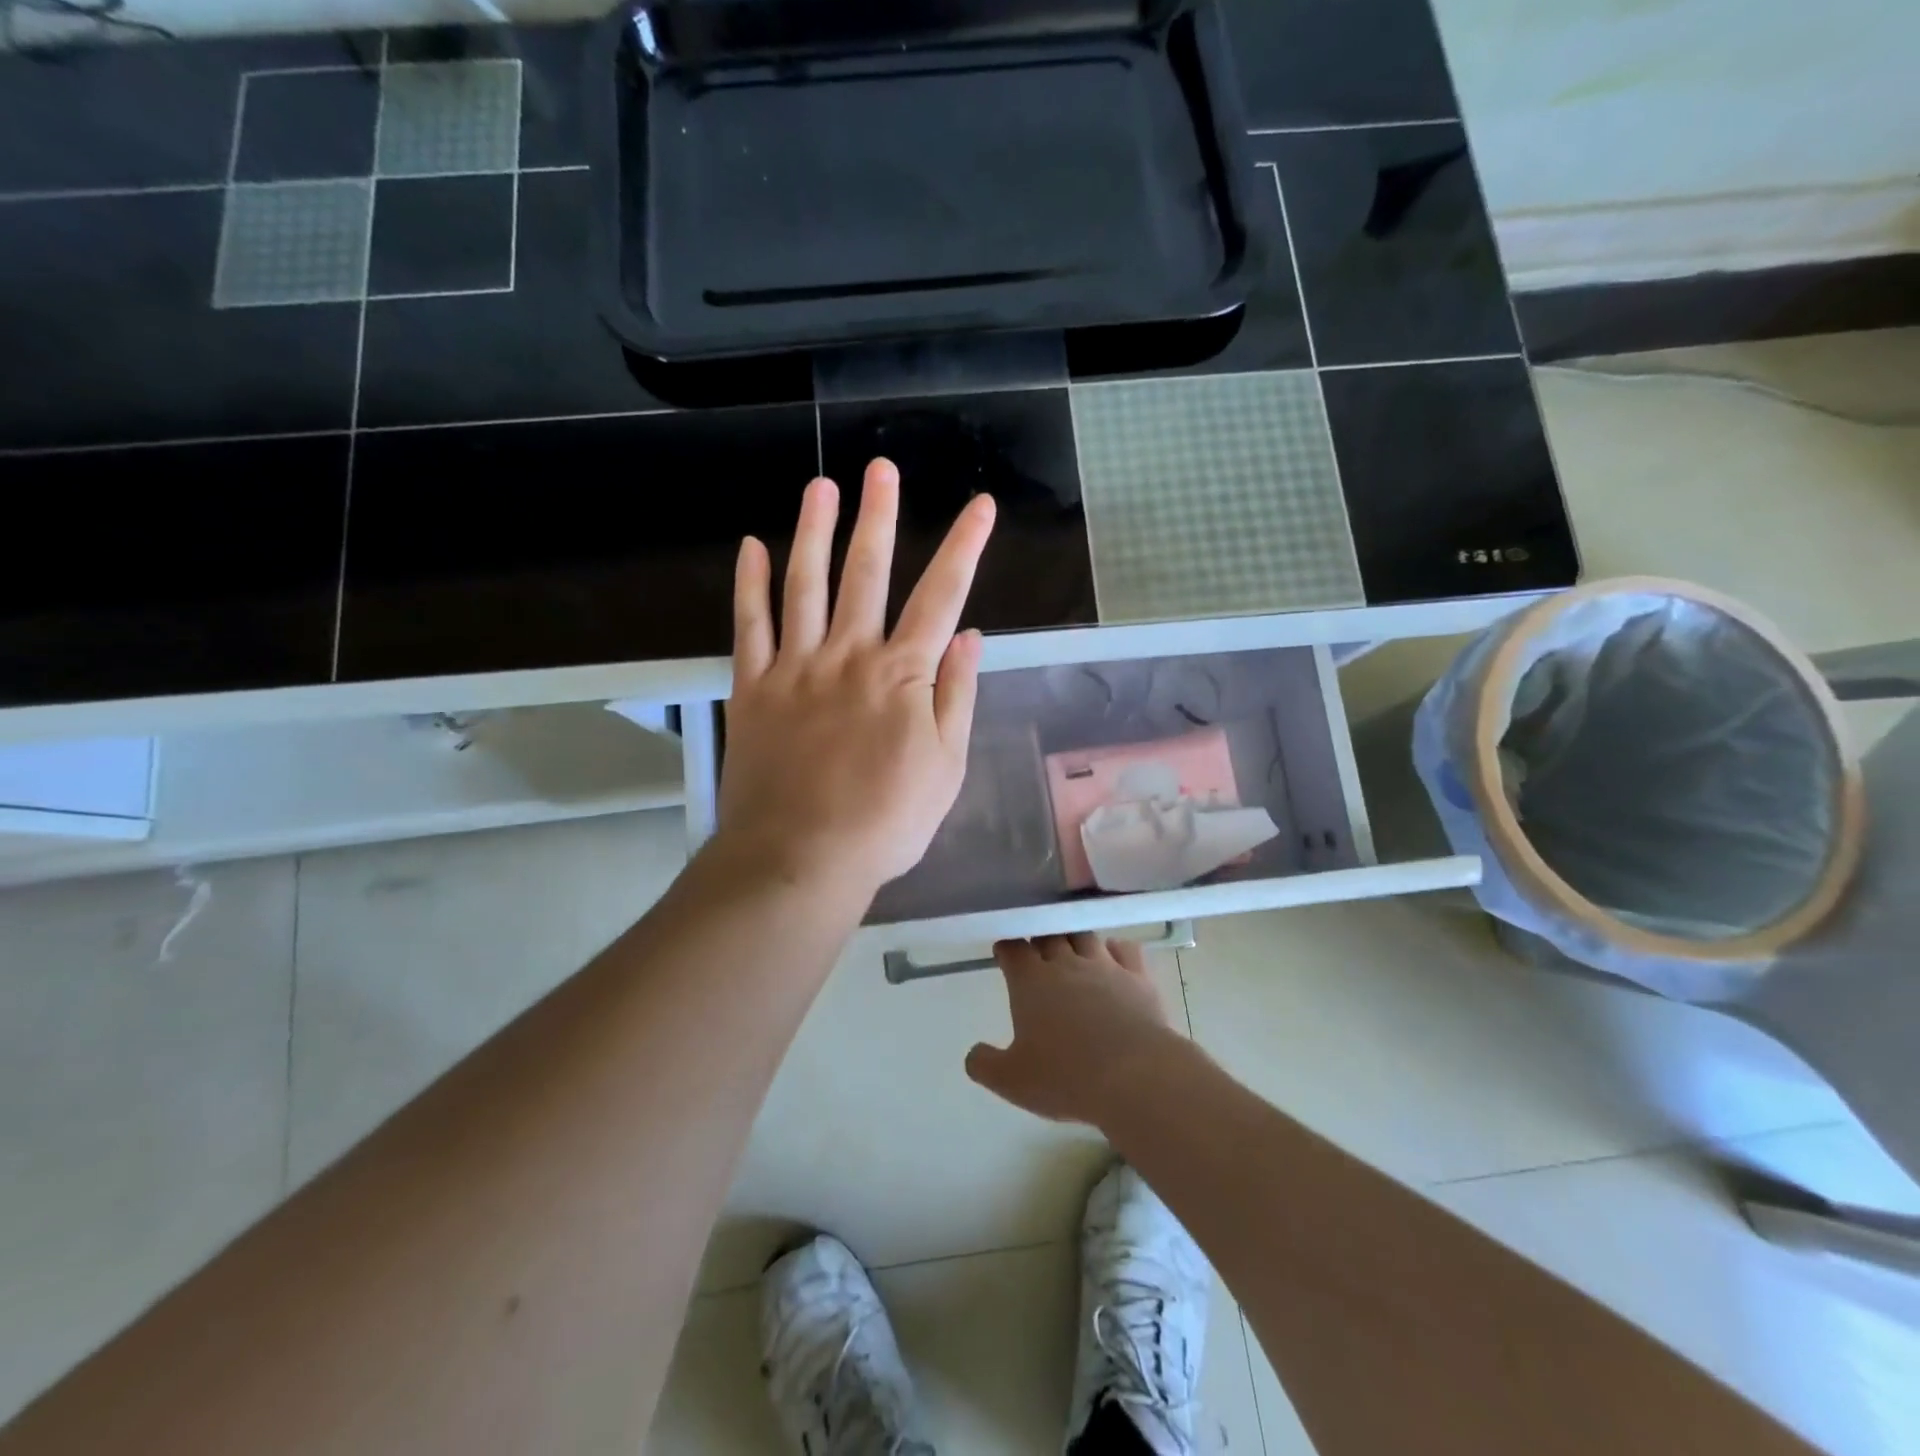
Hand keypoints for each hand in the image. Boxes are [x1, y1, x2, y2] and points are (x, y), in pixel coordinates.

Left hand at [718, 457, 995, 902]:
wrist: (801, 857)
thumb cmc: (886, 821)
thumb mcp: (946, 768)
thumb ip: (956, 697)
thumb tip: (970, 637)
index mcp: (903, 675)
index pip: (942, 597)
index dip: (964, 548)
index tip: (980, 507)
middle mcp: (849, 656)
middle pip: (866, 574)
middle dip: (878, 518)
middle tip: (880, 469)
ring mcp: (796, 667)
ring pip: (805, 585)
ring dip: (814, 532)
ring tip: (820, 487)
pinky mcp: (754, 688)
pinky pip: (750, 625)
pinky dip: (751, 585)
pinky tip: (753, 548)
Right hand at [965, 934, 1181, 1125]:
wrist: (1134, 1077)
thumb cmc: (1065, 1077)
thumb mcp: (1012, 1081)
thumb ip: (985, 1064)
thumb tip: (973, 1054)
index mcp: (1030, 981)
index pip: (1013, 948)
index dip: (1007, 948)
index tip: (1004, 953)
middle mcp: (1065, 963)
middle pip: (1049, 935)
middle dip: (1039, 938)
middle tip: (1037, 950)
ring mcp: (1104, 966)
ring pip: (1085, 935)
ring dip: (1075, 938)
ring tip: (1072, 946)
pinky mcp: (1137, 976)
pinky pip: (1125, 949)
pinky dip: (1116, 948)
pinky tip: (1114, 954)